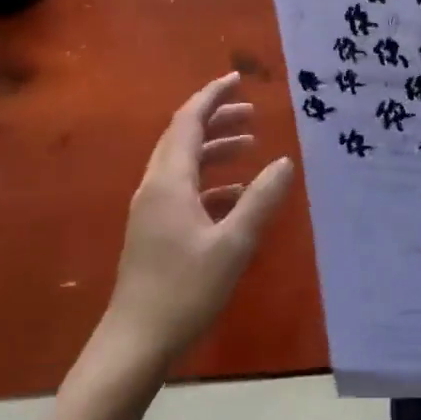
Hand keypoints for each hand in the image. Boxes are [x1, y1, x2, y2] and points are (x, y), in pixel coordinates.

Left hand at [94, 72, 294, 376]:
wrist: (136, 340)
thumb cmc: (186, 290)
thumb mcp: (234, 244)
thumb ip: (261, 200)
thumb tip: (284, 162)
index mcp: (169, 183)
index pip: (188, 122)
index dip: (212, 96)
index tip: (238, 79)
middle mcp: (155, 188)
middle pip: (183, 138)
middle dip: (216, 119)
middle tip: (252, 113)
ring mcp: (151, 210)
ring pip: (183, 164)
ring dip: (215, 150)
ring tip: (250, 148)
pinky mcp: (154, 231)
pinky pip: (183, 190)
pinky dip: (210, 182)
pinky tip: (237, 196)